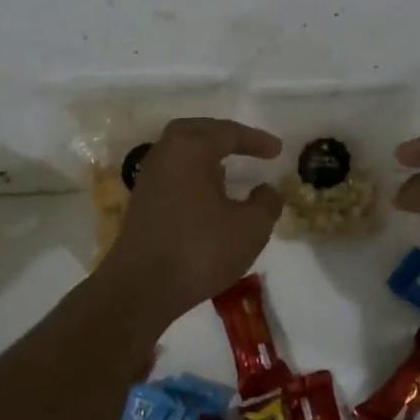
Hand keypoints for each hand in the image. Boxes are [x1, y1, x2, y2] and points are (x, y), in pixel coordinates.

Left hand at [99, 117, 283, 327]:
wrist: (141, 288)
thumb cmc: (199, 250)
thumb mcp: (250, 229)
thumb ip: (267, 203)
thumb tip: (267, 189)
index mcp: (191, 148)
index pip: (228, 132)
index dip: (256, 140)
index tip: (278, 151)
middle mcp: (166, 153)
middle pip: (198, 131)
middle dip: (224, 134)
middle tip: (247, 145)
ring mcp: (149, 176)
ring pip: (181, 150)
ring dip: (206, 152)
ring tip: (229, 166)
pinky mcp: (141, 199)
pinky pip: (172, 170)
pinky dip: (192, 171)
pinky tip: (206, 193)